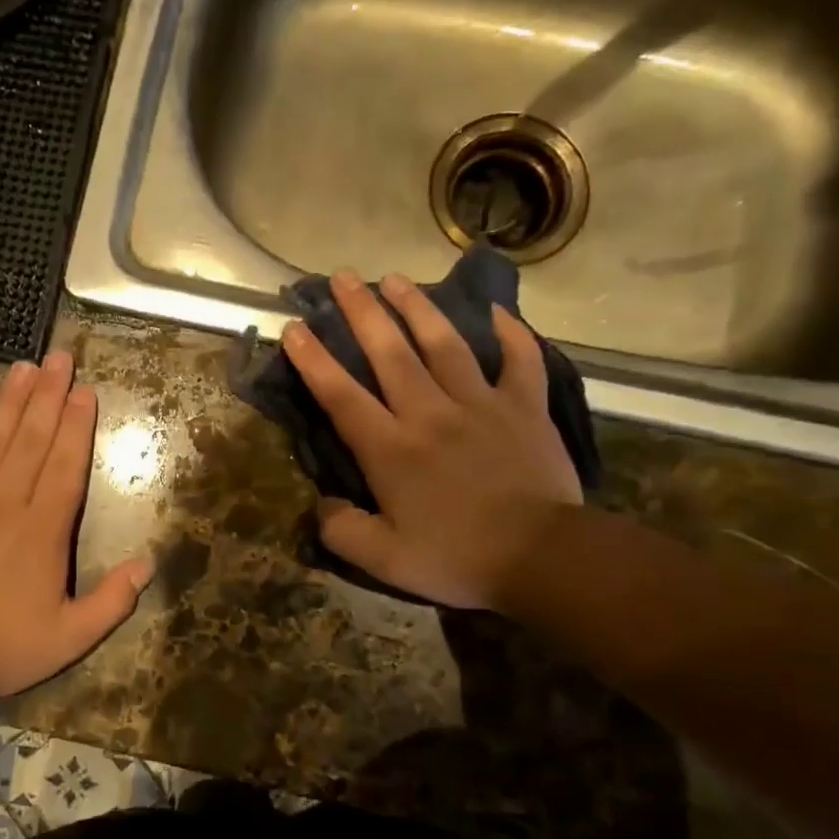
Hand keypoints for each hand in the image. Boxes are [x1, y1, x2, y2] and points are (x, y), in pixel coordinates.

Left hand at [0, 351, 153, 697]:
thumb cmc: (1, 648)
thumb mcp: (71, 637)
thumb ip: (113, 601)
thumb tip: (148, 562)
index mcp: (43, 531)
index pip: (66, 466)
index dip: (78, 427)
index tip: (85, 391)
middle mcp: (5, 504)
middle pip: (33, 441)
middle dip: (50, 397)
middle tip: (61, 356)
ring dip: (11, 403)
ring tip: (25, 367)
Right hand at [280, 269, 581, 608]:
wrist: (543, 557)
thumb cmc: (457, 558)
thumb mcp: (383, 560)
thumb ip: (342, 530)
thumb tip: (324, 504)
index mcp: (391, 449)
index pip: (342, 395)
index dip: (314, 360)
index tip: (295, 327)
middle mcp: (430, 414)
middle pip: (390, 353)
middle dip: (362, 312)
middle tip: (343, 277)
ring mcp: (481, 404)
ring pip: (445, 343)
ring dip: (418, 307)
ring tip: (396, 278)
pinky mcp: (525, 407)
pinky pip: (520, 359)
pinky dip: (511, 332)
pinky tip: (497, 310)